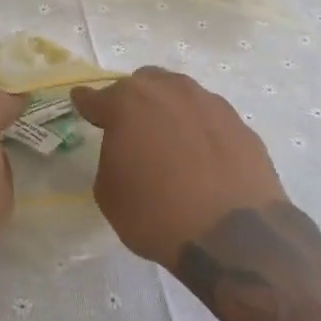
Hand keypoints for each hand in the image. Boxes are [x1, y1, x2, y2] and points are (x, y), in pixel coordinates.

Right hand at [72, 67, 287, 268]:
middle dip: (132, 100)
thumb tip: (127, 149)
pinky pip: (209, 118)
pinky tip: (201, 156)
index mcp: (128, 103)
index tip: (81, 102)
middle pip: (143, 84)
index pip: (97, 97)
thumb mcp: (109, 193)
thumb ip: (111, 156)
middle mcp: (169, 91)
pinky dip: (200, 130)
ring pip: (180, 94)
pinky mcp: (240, 123)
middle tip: (130, 128)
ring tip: (169, 141)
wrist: (231, 236)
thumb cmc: (155, 214)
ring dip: (169, 109)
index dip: (86, 102)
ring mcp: (209, 103)